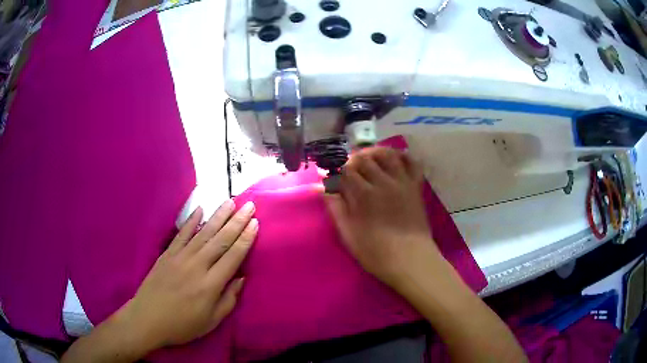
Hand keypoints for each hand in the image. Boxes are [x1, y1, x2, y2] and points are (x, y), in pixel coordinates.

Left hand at [120, 200, 257, 349]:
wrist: (148, 319)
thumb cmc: (182, 325)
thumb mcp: (211, 322)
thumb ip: (228, 300)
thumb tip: (241, 278)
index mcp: (210, 285)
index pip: (232, 256)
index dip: (245, 239)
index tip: (255, 223)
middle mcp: (197, 266)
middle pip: (220, 240)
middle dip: (237, 221)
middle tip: (249, 205)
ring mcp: (180, 257)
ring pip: (203, 233)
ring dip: (218, 216)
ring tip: (230, 202)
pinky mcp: (167, 254)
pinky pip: (181, 234)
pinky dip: (191, 221)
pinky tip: (200, 209)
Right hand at [324, 147, 443, 290]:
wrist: (410, 259)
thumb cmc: (375, 251)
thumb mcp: (348, 233)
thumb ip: (336, 208)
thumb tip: (323, 188)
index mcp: (363, 194)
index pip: (345, 170)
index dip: (336, 169)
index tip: (331, 174)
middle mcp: (383, 181)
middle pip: (365, 159)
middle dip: (353, 160)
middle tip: (348, 168)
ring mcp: (402, 182)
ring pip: (387, 155)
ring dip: (375, 152)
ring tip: (368, 158)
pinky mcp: (415, 186)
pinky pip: (412, 163)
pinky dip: (403, 156)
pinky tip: (394, 159)